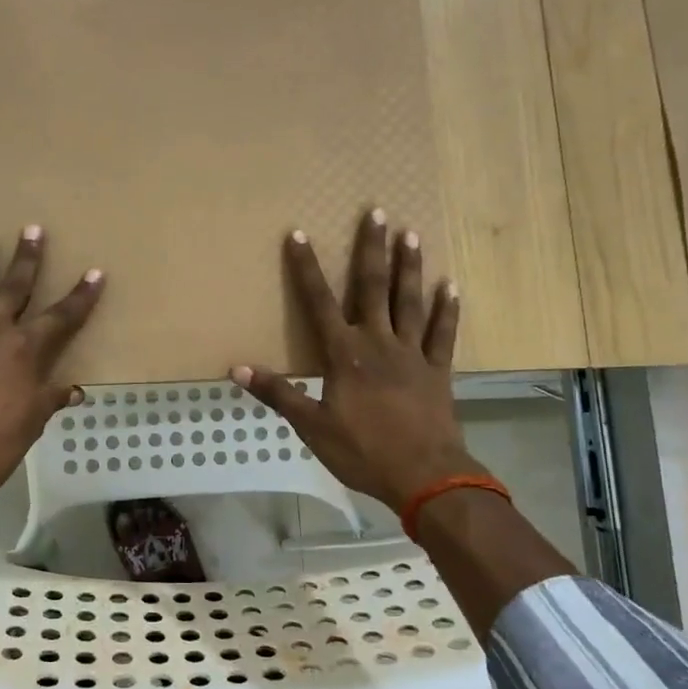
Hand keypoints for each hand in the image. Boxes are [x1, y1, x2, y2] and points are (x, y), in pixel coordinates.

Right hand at [232, 208, 482, 512]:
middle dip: (371, 250)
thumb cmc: (363, 451)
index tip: (300, 234)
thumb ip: (278, 394)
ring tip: (411, 234)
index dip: (307, 268)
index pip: (319, 302)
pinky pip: (443, 334)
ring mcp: (412, 354)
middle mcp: (378, 342)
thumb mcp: (311, 427)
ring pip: (409, 302)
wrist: (425, 476)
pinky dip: (447, 310)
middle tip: (377, 212)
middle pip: (373, 288)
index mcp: (344, 354)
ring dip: (410, 267)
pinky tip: (450, 286)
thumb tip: (236, 369)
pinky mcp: (437, 370)